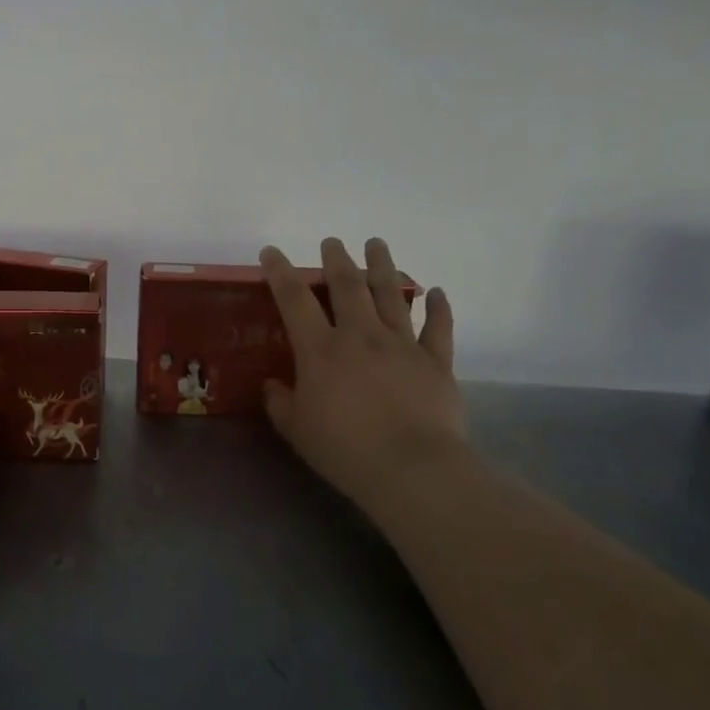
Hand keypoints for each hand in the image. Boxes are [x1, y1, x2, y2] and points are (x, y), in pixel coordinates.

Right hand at [261, 238, 468, 513]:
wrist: (412, 468)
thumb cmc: (345, 450)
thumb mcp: (297, 430)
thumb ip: (281, 403)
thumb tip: (272, 385)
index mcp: (321, 350)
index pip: (295, 300)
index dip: (281, 273)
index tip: (271, 252)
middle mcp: (361, 336)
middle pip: (348, 286)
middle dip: (337, 260)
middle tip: (332, 242)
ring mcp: (402, 345)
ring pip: (392, 295)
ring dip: (383, 266)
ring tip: (377, 244)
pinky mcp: (436, 361)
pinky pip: (438, 327)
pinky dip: (438, 308)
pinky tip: (437, 293)